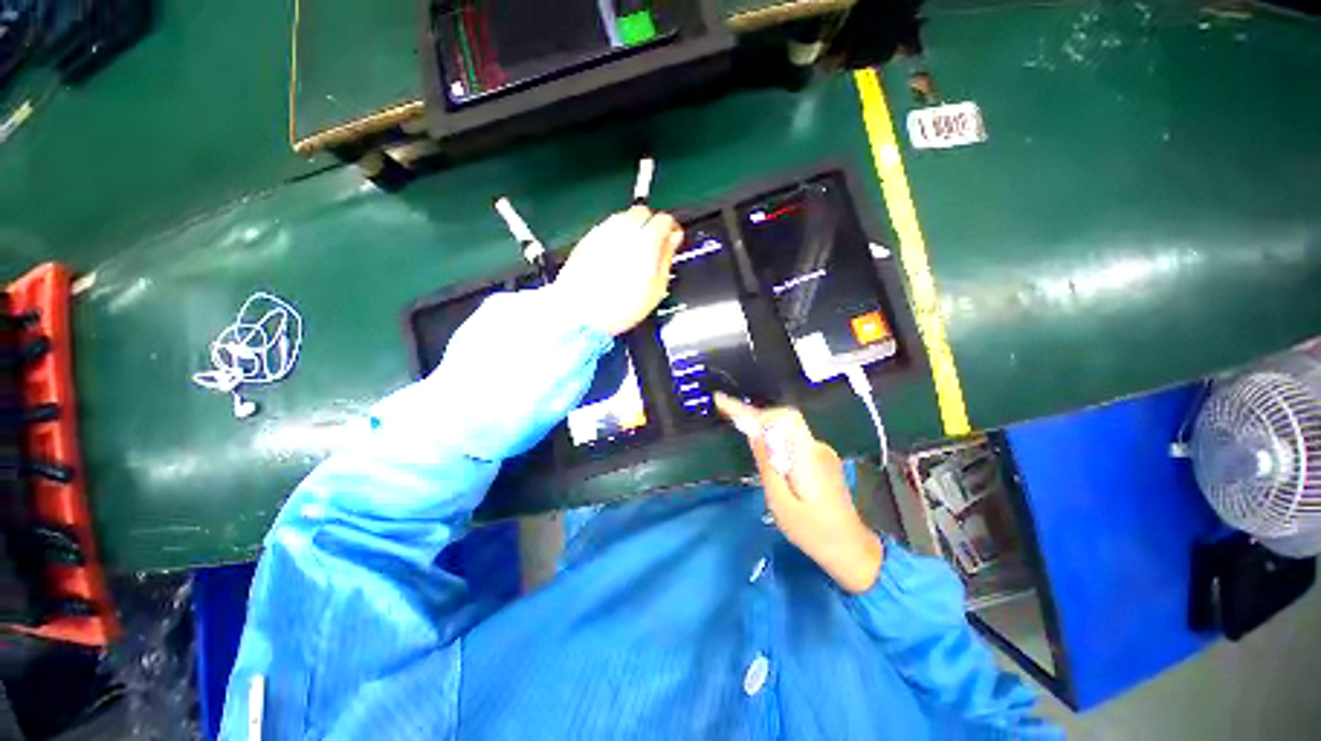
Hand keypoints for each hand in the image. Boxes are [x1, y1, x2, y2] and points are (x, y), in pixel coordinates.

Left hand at [554, 206, 683, 336]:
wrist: (581, 314)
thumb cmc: (618, 307)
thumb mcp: (656, 289)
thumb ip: (666, 258)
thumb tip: (672, 241)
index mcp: (645, 240)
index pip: (665, 220)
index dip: (671, 230)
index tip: (672, 240)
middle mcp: (623, 229)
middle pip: (643, 212)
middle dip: (651, 225)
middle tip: (653, 245)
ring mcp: (603, 231)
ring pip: (623, 218)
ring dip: (632, 229)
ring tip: (633, 253)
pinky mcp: (587, 238)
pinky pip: (607, 228)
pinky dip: (615, 237)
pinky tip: (615, 257)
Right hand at [715, 393, 883, 593]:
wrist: (851, 548)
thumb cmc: (813, 531)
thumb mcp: (780, 503)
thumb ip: (767, 465)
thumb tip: (754, 433)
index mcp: (807, 457)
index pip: (783, 418)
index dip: (753, 410)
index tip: (724, 403)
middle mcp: (817, 447)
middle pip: (783, 419)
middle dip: (755, 417)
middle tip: (729, 417)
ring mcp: (822, 452)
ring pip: (787, 429)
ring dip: (765, 429)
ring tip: (744, 434)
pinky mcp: (821, 458)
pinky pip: (793, 441)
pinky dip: (776, 441)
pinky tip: (768, 456)